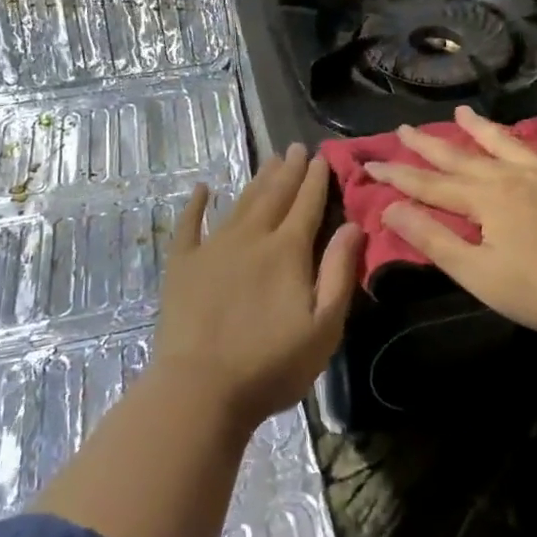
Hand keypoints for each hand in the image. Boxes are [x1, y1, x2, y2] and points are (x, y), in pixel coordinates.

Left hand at [154, 144, 363, 429]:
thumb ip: (339, 272)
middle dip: (289, 170)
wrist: (200, 389)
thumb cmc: (271, 365)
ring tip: (269, 160)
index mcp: (287, 251)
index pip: (307, 205)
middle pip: (275, 196)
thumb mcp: (324, 327)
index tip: (322, 157)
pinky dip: (195, 205)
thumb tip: (353, 225)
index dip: (317, 180)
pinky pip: (189, 225)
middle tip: (296, 147)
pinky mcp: (182, 265)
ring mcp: (213, 248)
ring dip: (257, 180)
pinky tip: (201, 189)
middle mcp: (252, 238)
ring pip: (240, 203)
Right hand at [367, 107, 536, 341]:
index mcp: (486, 198)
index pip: (431, 185)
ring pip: (511, 144)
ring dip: (485, 128)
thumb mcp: (476, 272)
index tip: (370, 163)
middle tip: (404, 128)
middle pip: (464, 157)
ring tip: (463, 112)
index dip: (398, 176)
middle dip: (430, 145)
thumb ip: (433, 238)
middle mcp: (515, 177)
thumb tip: (391, 209)